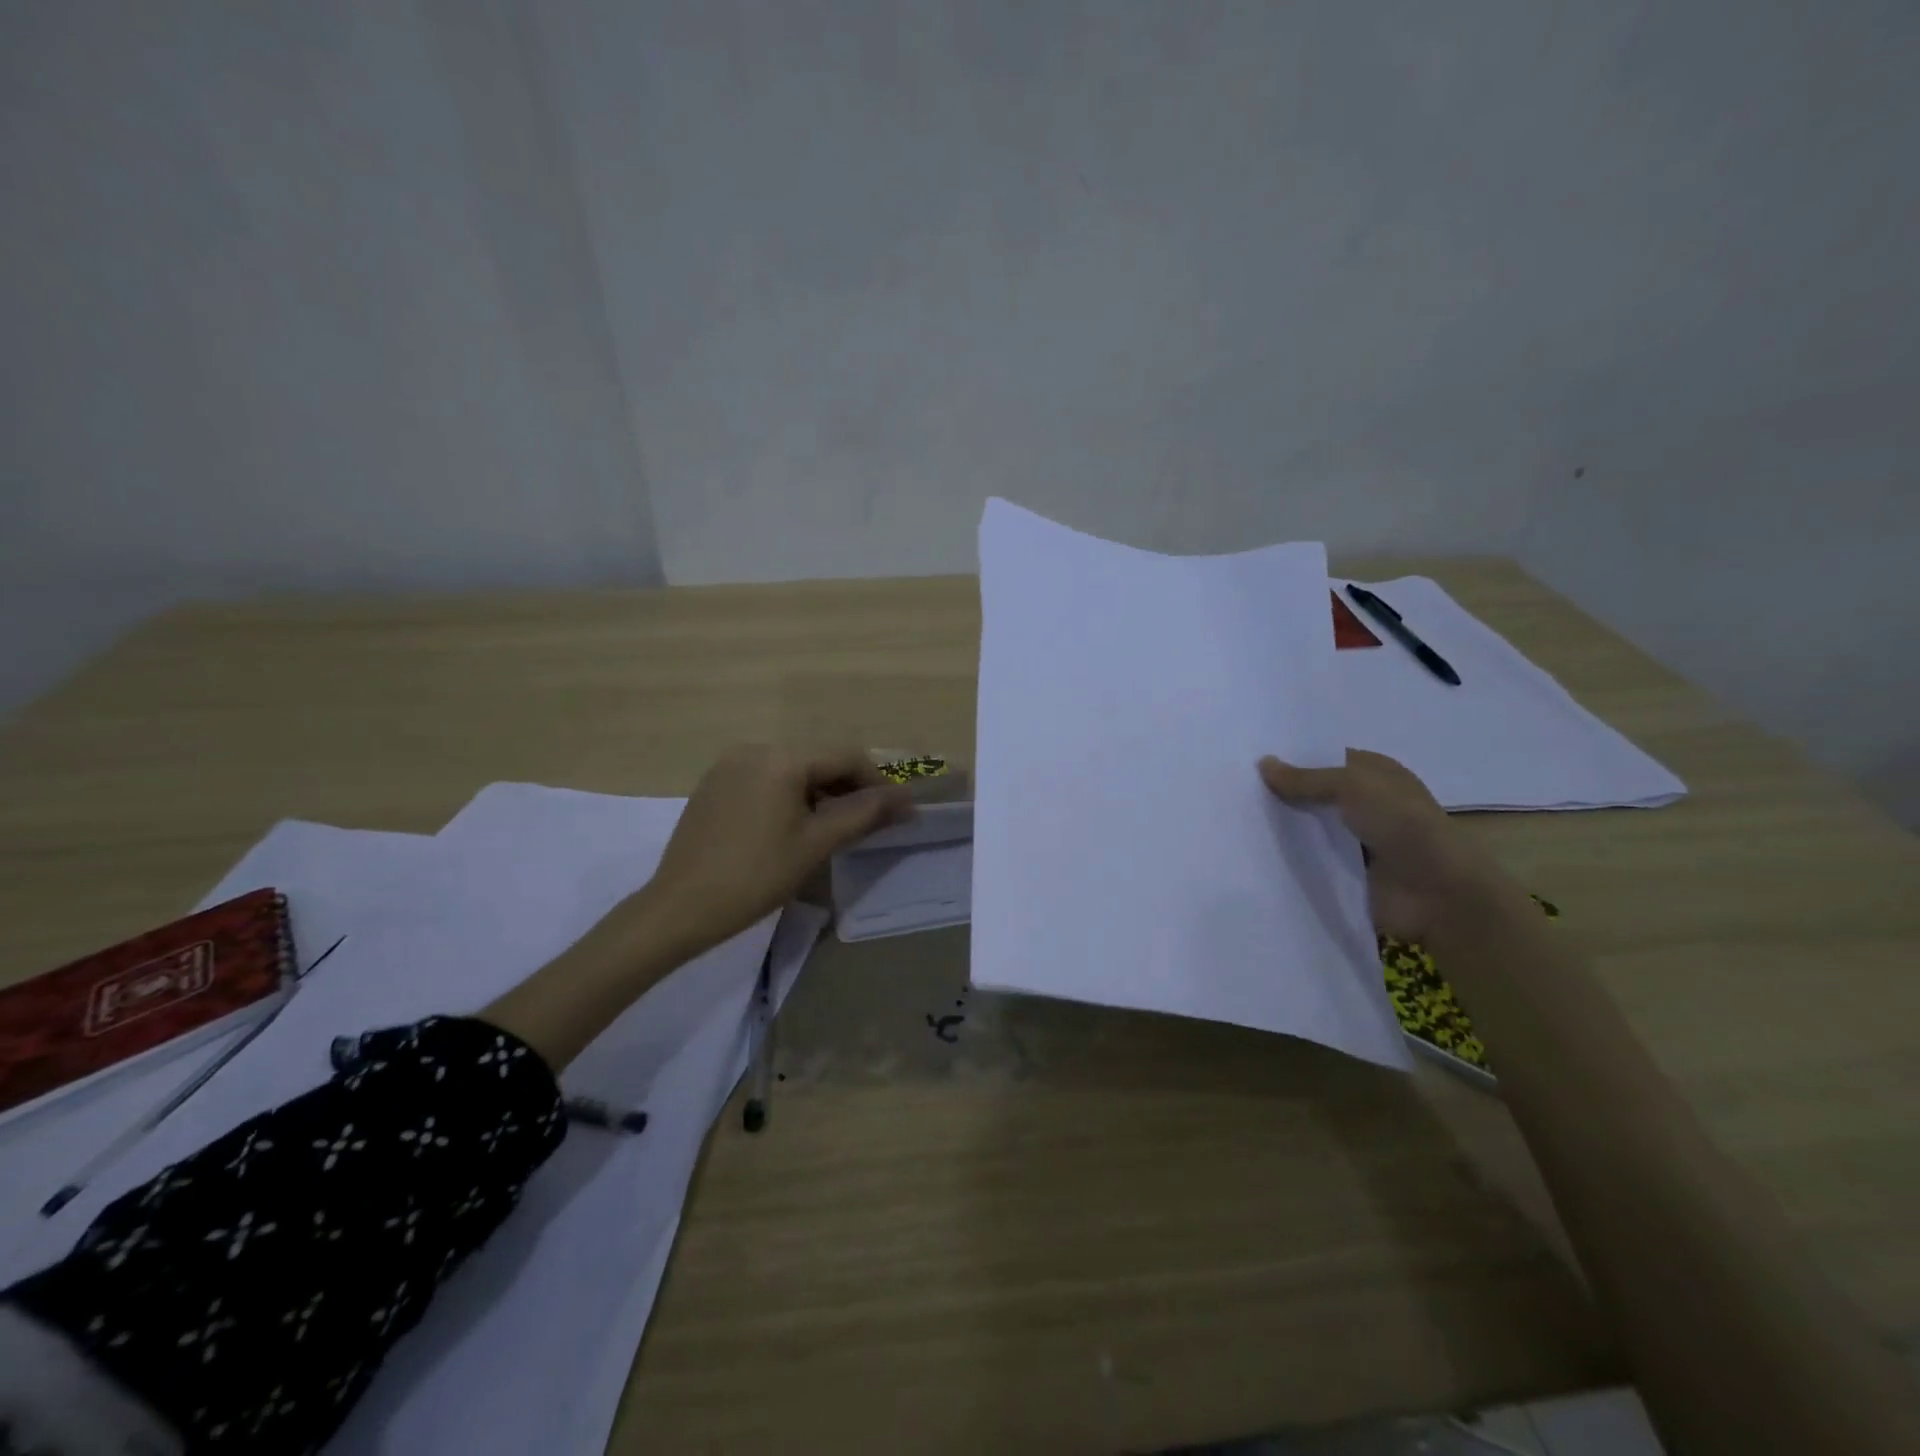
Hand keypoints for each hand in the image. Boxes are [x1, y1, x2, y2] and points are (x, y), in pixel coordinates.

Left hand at [642, 744, 911, 957]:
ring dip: (819, 795)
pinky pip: (764, 781)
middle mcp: (754, 750)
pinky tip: (790, 830)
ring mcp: (728, 766)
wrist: (679, 908)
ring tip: (831, 831)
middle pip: (818, 761)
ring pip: (791, 772)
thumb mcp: (816, 844)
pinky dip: (788, 798)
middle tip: (866, 826)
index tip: (895, 813)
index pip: (846, 757)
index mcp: (781, 759)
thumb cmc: (756, 876)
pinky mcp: (713, 785)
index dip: (877, 783)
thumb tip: (907, 800)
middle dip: (848, 790)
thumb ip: (865, 814)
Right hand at [1258, 748, 1509, 940]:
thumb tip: (1263, 764)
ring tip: (1232, 816)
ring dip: (1281, 825)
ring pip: (1308, 826)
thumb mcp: (1353, 787)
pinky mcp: (1345, 872)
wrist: (1437, 893)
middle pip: (1314, 793)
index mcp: (1375, 774)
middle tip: (1233, 786)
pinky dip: (1287, 856)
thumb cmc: (1402, 825)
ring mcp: (1355, 839)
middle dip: (1280, 790)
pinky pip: (1309, 858)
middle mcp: (1365, 803)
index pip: (1326, 758)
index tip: (1249, 755)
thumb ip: (1306, 778)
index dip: (1292, 756)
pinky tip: (1252, 849)